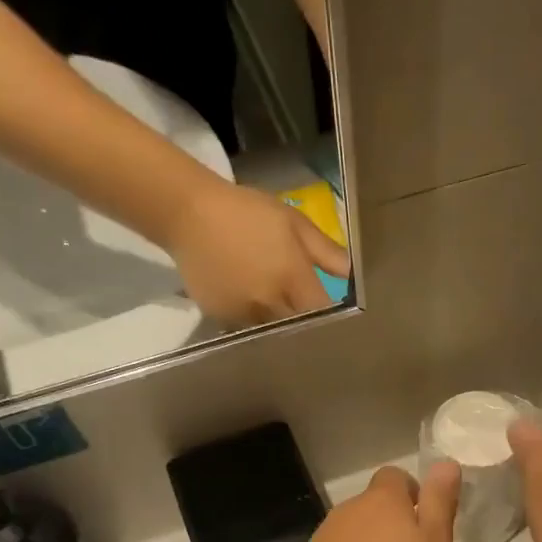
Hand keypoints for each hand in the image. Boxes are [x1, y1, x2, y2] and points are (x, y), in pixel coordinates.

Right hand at [165, 180, 351, 326]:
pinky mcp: (220, 317)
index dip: (330, 314)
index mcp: (291, 278)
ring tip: (273, 303)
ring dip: (277, 321)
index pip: (321, 312)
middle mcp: (268, 303)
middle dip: (304, 320)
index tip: (332, 308)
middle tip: (303, 307)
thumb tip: (353, 273)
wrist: (188, 213)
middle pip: (297, 326)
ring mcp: (242, 313)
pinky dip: (251, 318)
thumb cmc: (247, 212)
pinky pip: (244, 326)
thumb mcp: (293, 222)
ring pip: (271, 329)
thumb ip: (325, 251)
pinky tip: (247, 298)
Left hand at [285, 463, 461, 541]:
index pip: (395, 476)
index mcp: (382, 500)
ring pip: (353, 530)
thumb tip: (445, 461)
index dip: (411, 494)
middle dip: (390, 523)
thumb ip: (439, 501)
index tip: (423, 524)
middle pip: (373, 504)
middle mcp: (348, 508)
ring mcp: (323, 536)